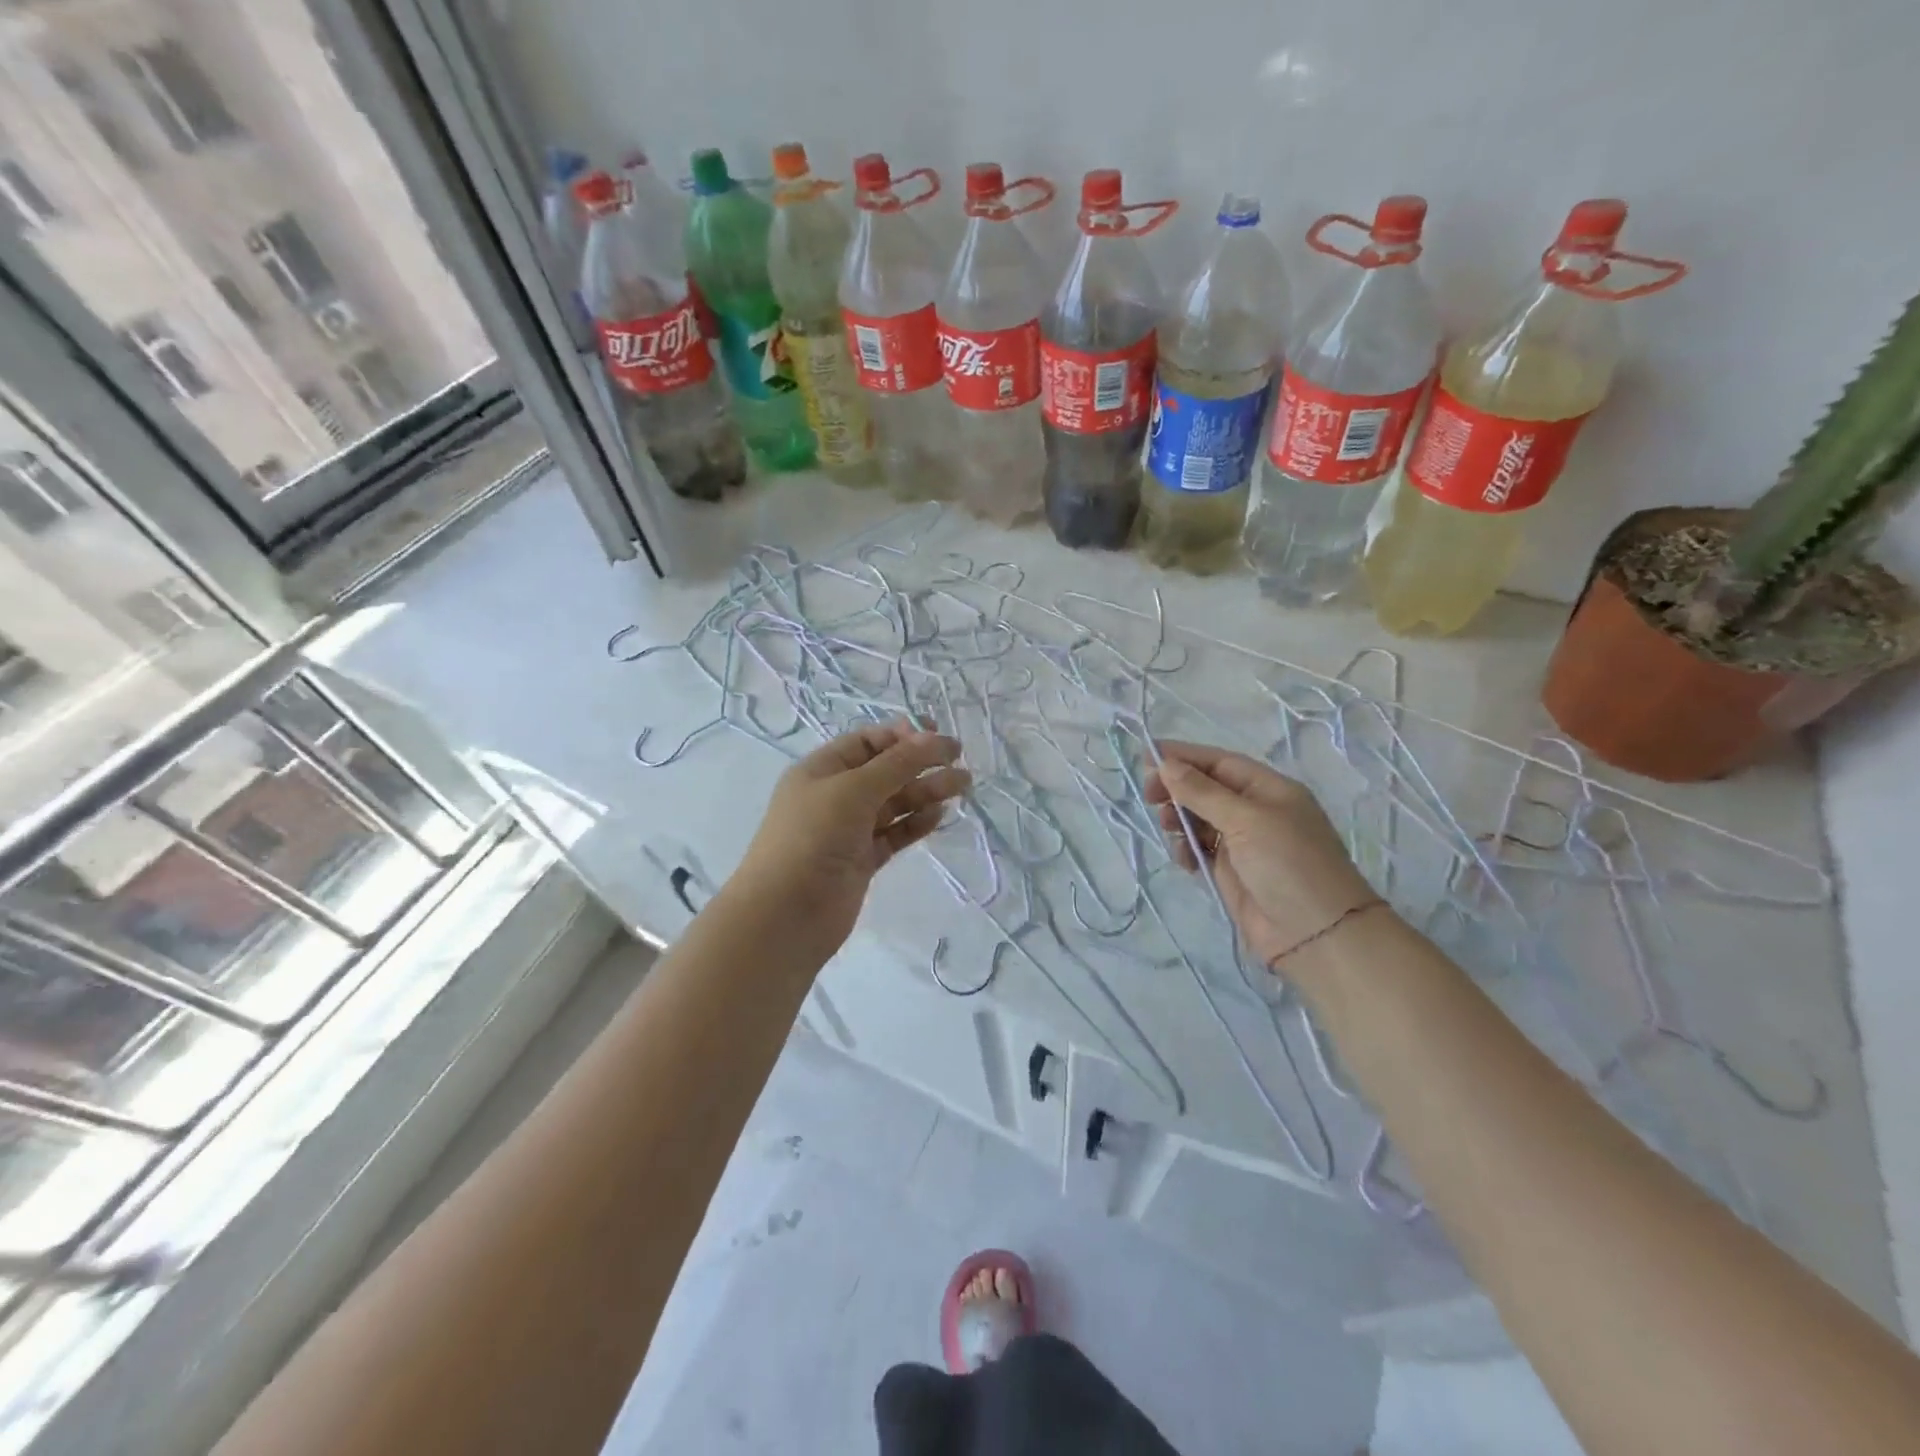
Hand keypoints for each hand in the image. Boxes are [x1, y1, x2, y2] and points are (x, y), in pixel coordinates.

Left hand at [731, 720, 969, 958]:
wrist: (785, 915)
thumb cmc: (812, 838)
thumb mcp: (853, 790)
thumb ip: (897, 764)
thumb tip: (933, 738)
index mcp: (821, 769)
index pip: (867, 742)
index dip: (902, 736)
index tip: (937, 738)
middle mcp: (834, 796)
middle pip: (885, 771)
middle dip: (921, 763)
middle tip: (960, 763)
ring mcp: (848, 830)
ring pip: (894, 803)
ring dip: (926, 791)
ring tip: (962, 786)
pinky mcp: (862, 860)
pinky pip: (894, 833)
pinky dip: (916, 823)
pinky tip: (939, 815)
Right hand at [1144, 741, 1378, 974]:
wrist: (1316, 935)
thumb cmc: (1288, 864)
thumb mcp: (1246, 820)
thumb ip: (1202, 792)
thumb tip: (1165, 764)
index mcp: (1269, 789)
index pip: (1219, 762)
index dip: (1184, 757)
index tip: (1146, 757)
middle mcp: (1257, 811)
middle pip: (1207, 789)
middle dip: (1177, 788)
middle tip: (1149, 796)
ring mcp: (1244, 843)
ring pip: (1200, 819)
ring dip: (1179, 819)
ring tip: (1167, 827)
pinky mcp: (1233, 872)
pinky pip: (1201, 850)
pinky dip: (1187, 849)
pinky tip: (1184, 859)